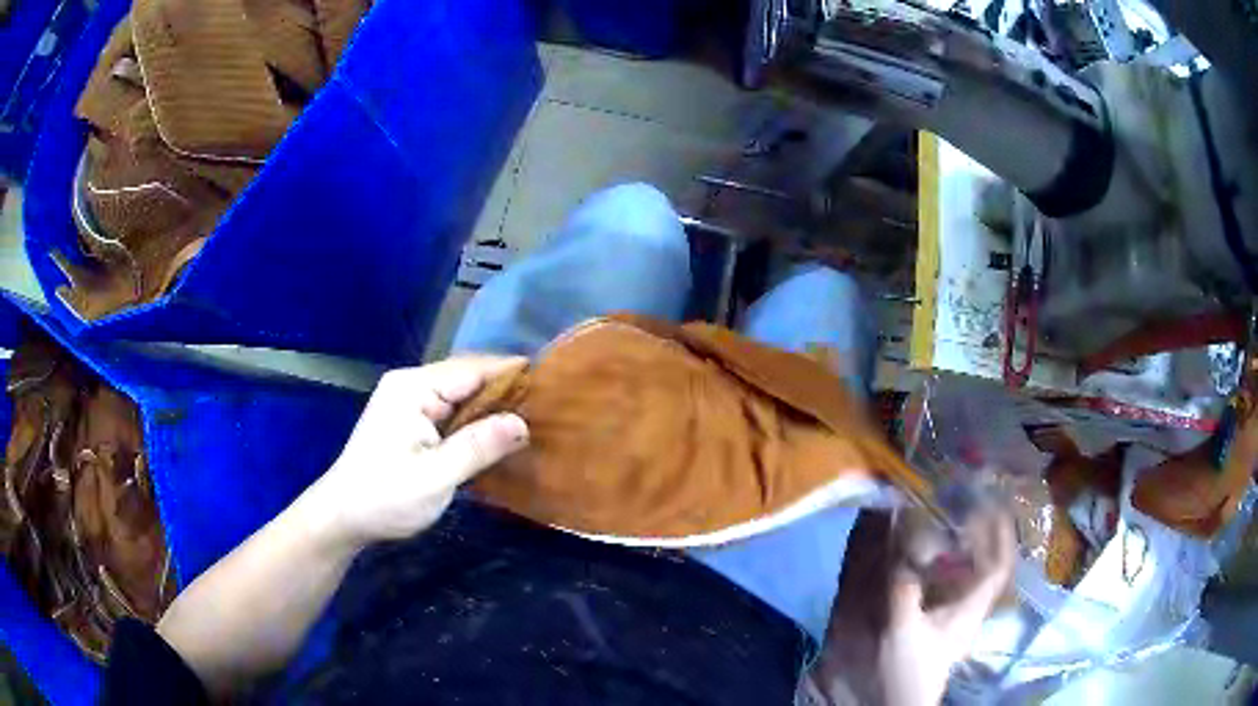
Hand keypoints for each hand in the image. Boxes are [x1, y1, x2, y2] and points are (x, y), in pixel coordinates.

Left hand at [309, 356, 529, 546]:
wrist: (342, 517)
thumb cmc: (385, 498)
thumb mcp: (436, 477)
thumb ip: (478, 446)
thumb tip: (522, 422)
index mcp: (413, 388)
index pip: (472, 369)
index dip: (511, 374)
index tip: (553, 384)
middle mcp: (411, 385)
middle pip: (467, 377)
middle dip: (505, 391)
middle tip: (549, 408)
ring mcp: (408, 402)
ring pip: (461, 395)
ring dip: (492, 407)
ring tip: (533, 419)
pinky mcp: (409, 420)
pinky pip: (451, 411)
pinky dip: (475, 420)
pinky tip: (497, 434)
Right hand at [878, 510, 1014, 705]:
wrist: (902, 702)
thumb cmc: (909, 670)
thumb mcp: (903, 630)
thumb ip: (903, 590)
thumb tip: (901, 550)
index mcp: (971, 608)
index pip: (1000, 567)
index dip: (1002, 535)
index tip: (993, 505)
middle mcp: (972, 609)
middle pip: (991, 565)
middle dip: (987, 535)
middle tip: (969, 507)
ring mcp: (960, 617)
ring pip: (975, 575)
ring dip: (969, 548)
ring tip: (953, 524)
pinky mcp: (945, 623)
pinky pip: (957, 586)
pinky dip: (951, 566)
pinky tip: (933, 559)